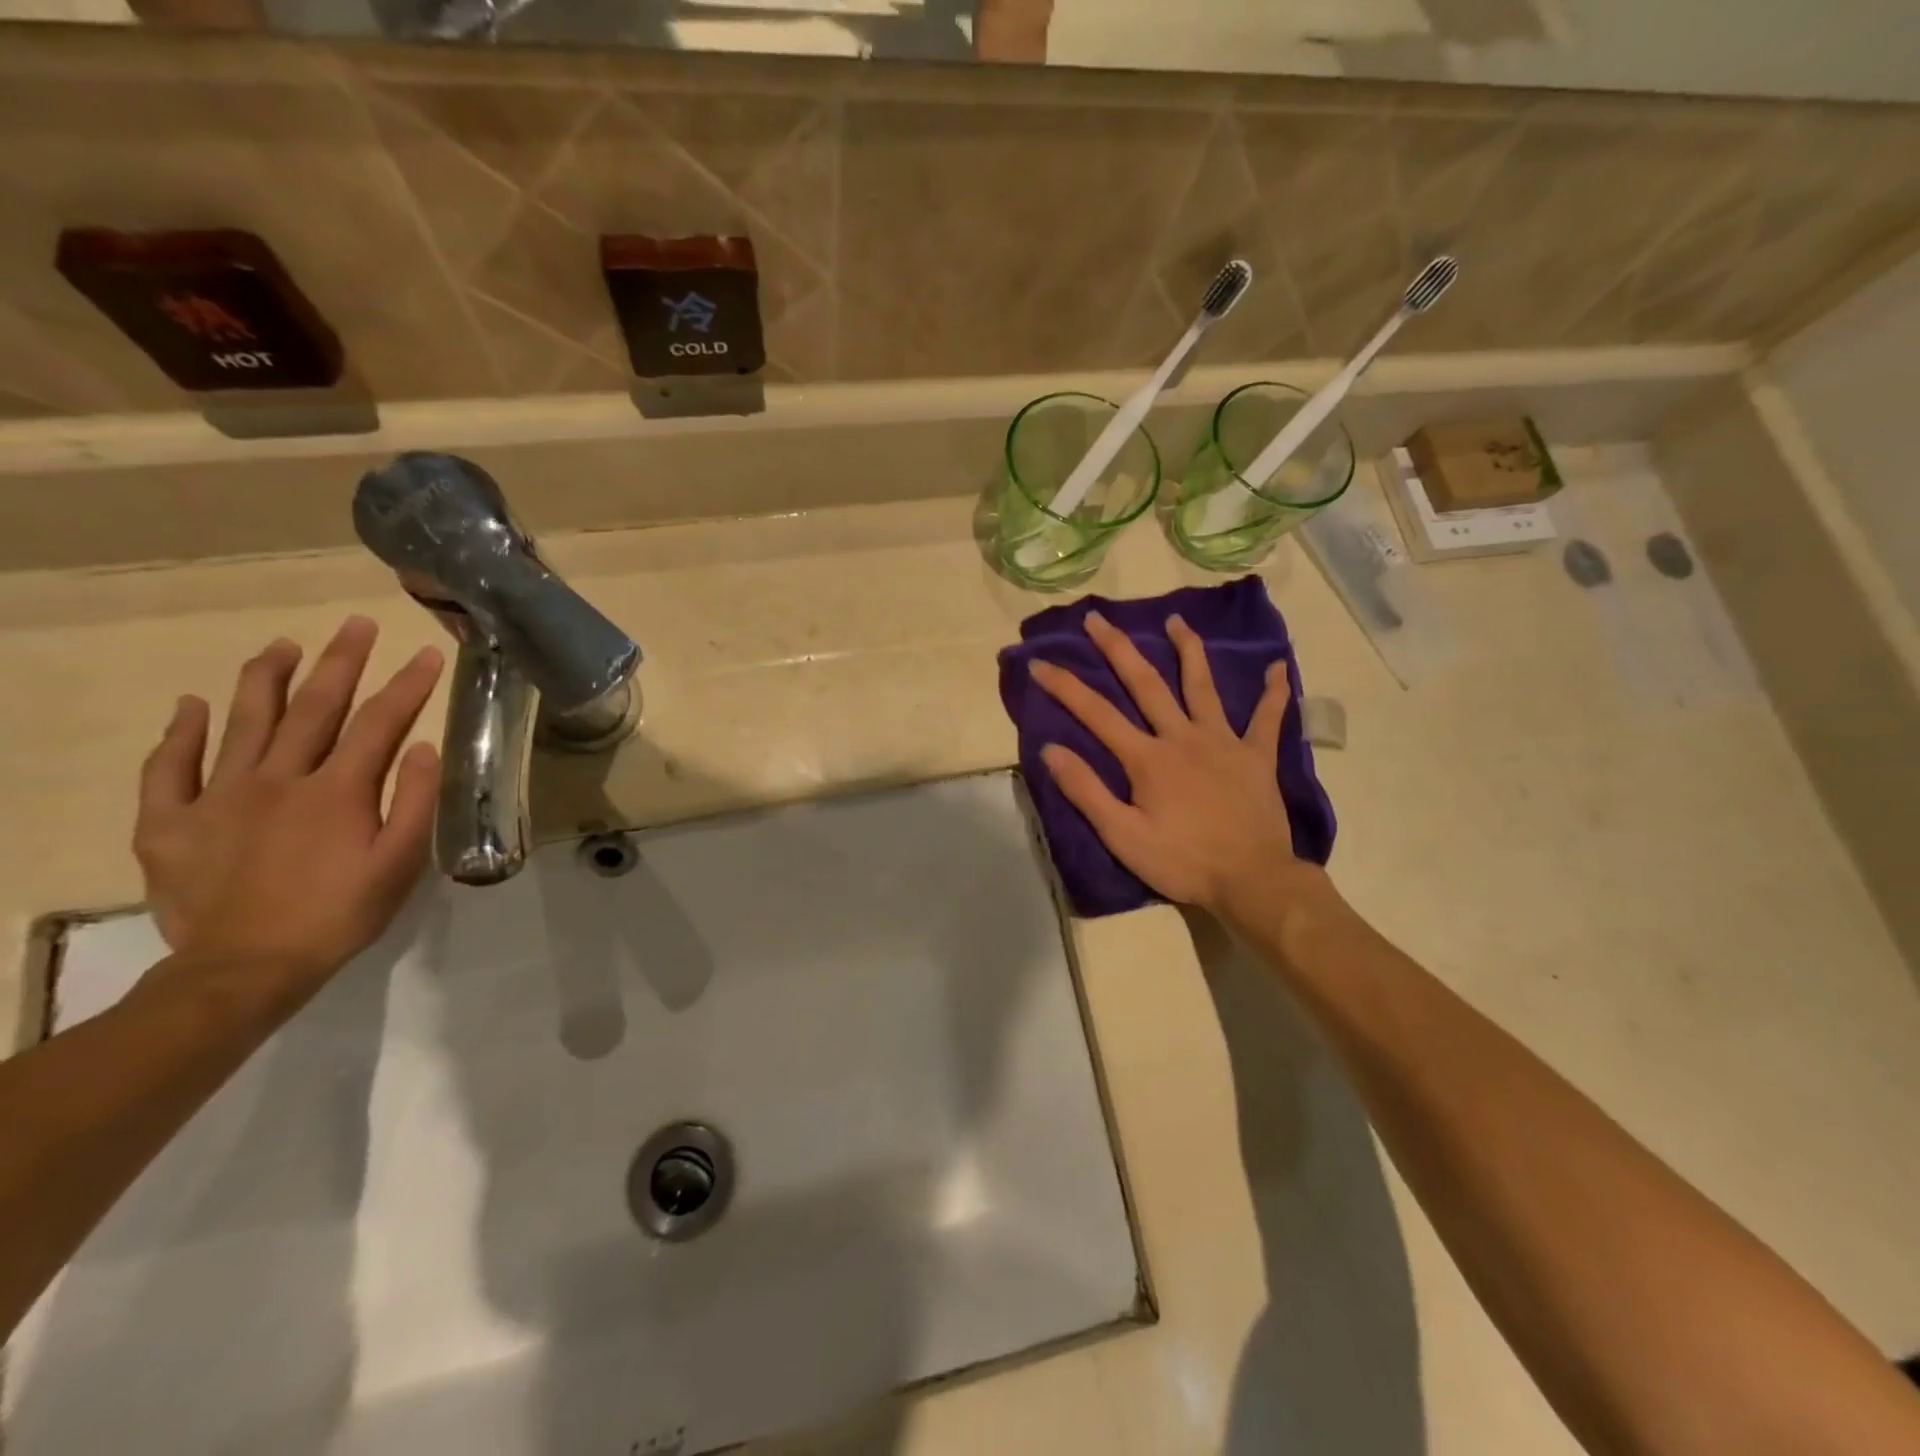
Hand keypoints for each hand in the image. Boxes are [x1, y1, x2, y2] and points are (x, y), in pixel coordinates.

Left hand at [133, 617, 443, 995]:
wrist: (245, 968)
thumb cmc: (340, 914)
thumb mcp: (399, 863)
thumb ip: (414, 802)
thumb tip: (423, 746)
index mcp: (338, 791)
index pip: (381, 723)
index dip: (408, 685)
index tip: (429, 653)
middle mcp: (279, 779)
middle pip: (315, 708)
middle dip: (341, 662)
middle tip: (356, 624)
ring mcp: (219, 797)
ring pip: (244, 723)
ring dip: (266, 679)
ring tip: (282, 646)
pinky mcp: (172, 822)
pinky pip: (170, 769)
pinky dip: (181, 734)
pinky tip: (192, 707)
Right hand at [1029, 610, 1327, 922]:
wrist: (1252, 880)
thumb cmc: (1182, 861)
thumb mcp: (1122, 836)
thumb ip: (1086, 791)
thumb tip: (1051, 750)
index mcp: (1147, 758)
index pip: (1096, 714)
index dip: (1065, 687)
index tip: (1040, 662)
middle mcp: (1182, 737)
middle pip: (1146, 684)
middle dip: (1118, 648)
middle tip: (1098, 618)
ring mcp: (1223, 742)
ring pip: (1202, 686)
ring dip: (1188, 650)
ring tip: (1177, 619)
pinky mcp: (1257, 757)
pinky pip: (1267, 719)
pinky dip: (1274, 693)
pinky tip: (1278, 668)